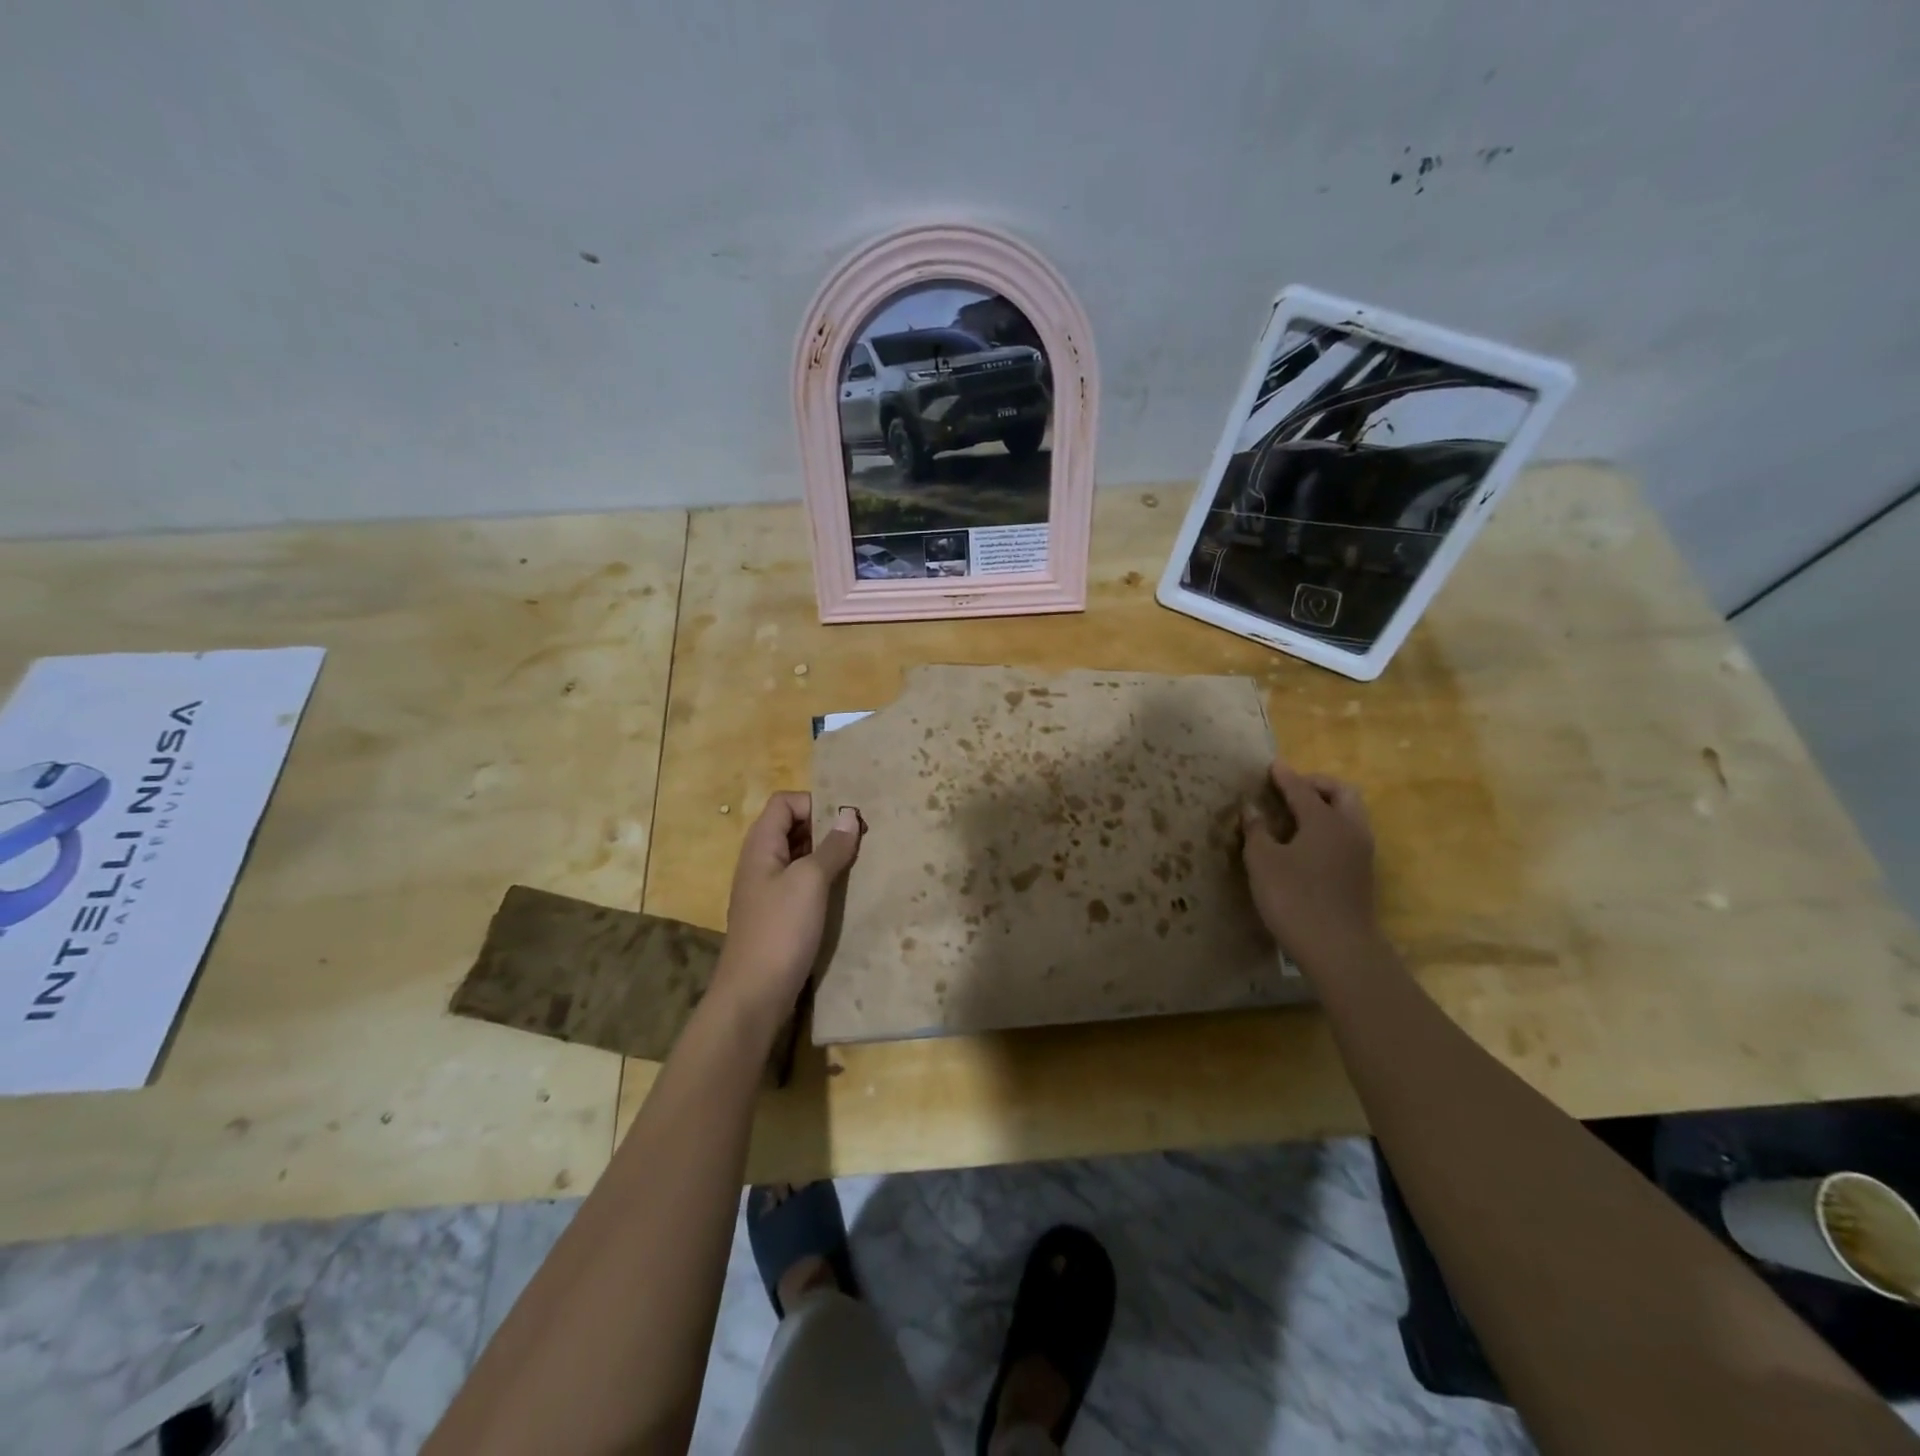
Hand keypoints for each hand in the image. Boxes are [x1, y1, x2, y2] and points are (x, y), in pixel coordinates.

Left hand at [714, 793, 862, 1021]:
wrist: (754, 994)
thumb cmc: (781, 930)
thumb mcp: (810, 881)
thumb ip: (831, 846)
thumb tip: (849, 814)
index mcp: (761, 845)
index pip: (785, 802)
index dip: (815, 802)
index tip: (847, 819)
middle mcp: (760, 861)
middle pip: (792, 826)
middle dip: (825, 826)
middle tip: (861, 838)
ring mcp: (767, 889)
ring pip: (798, 855)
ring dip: (826, 853)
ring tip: (858, 861)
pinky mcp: (777, 913)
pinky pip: (800, 882)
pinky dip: (821, 878)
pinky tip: (843, 890)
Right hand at [1241, 760, 1379, 968]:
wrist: (1339, 948)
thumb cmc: (1294, 899)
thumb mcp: (1263, 862)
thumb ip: (1257, 831)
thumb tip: (1252, 809)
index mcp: (1324, 820)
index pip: (1302, 789)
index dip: (1285, 776)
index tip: (1272, 765)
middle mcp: (1349, 829)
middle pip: (1341, 793)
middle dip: (1317, 784)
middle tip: (1292, 789)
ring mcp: (1361, 852)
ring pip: (1350, 814)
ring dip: (1328, 806)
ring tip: (1299, 814)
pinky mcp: (1363, 873)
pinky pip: (1349, 834)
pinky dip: (1332, 826)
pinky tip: (1309, 842)